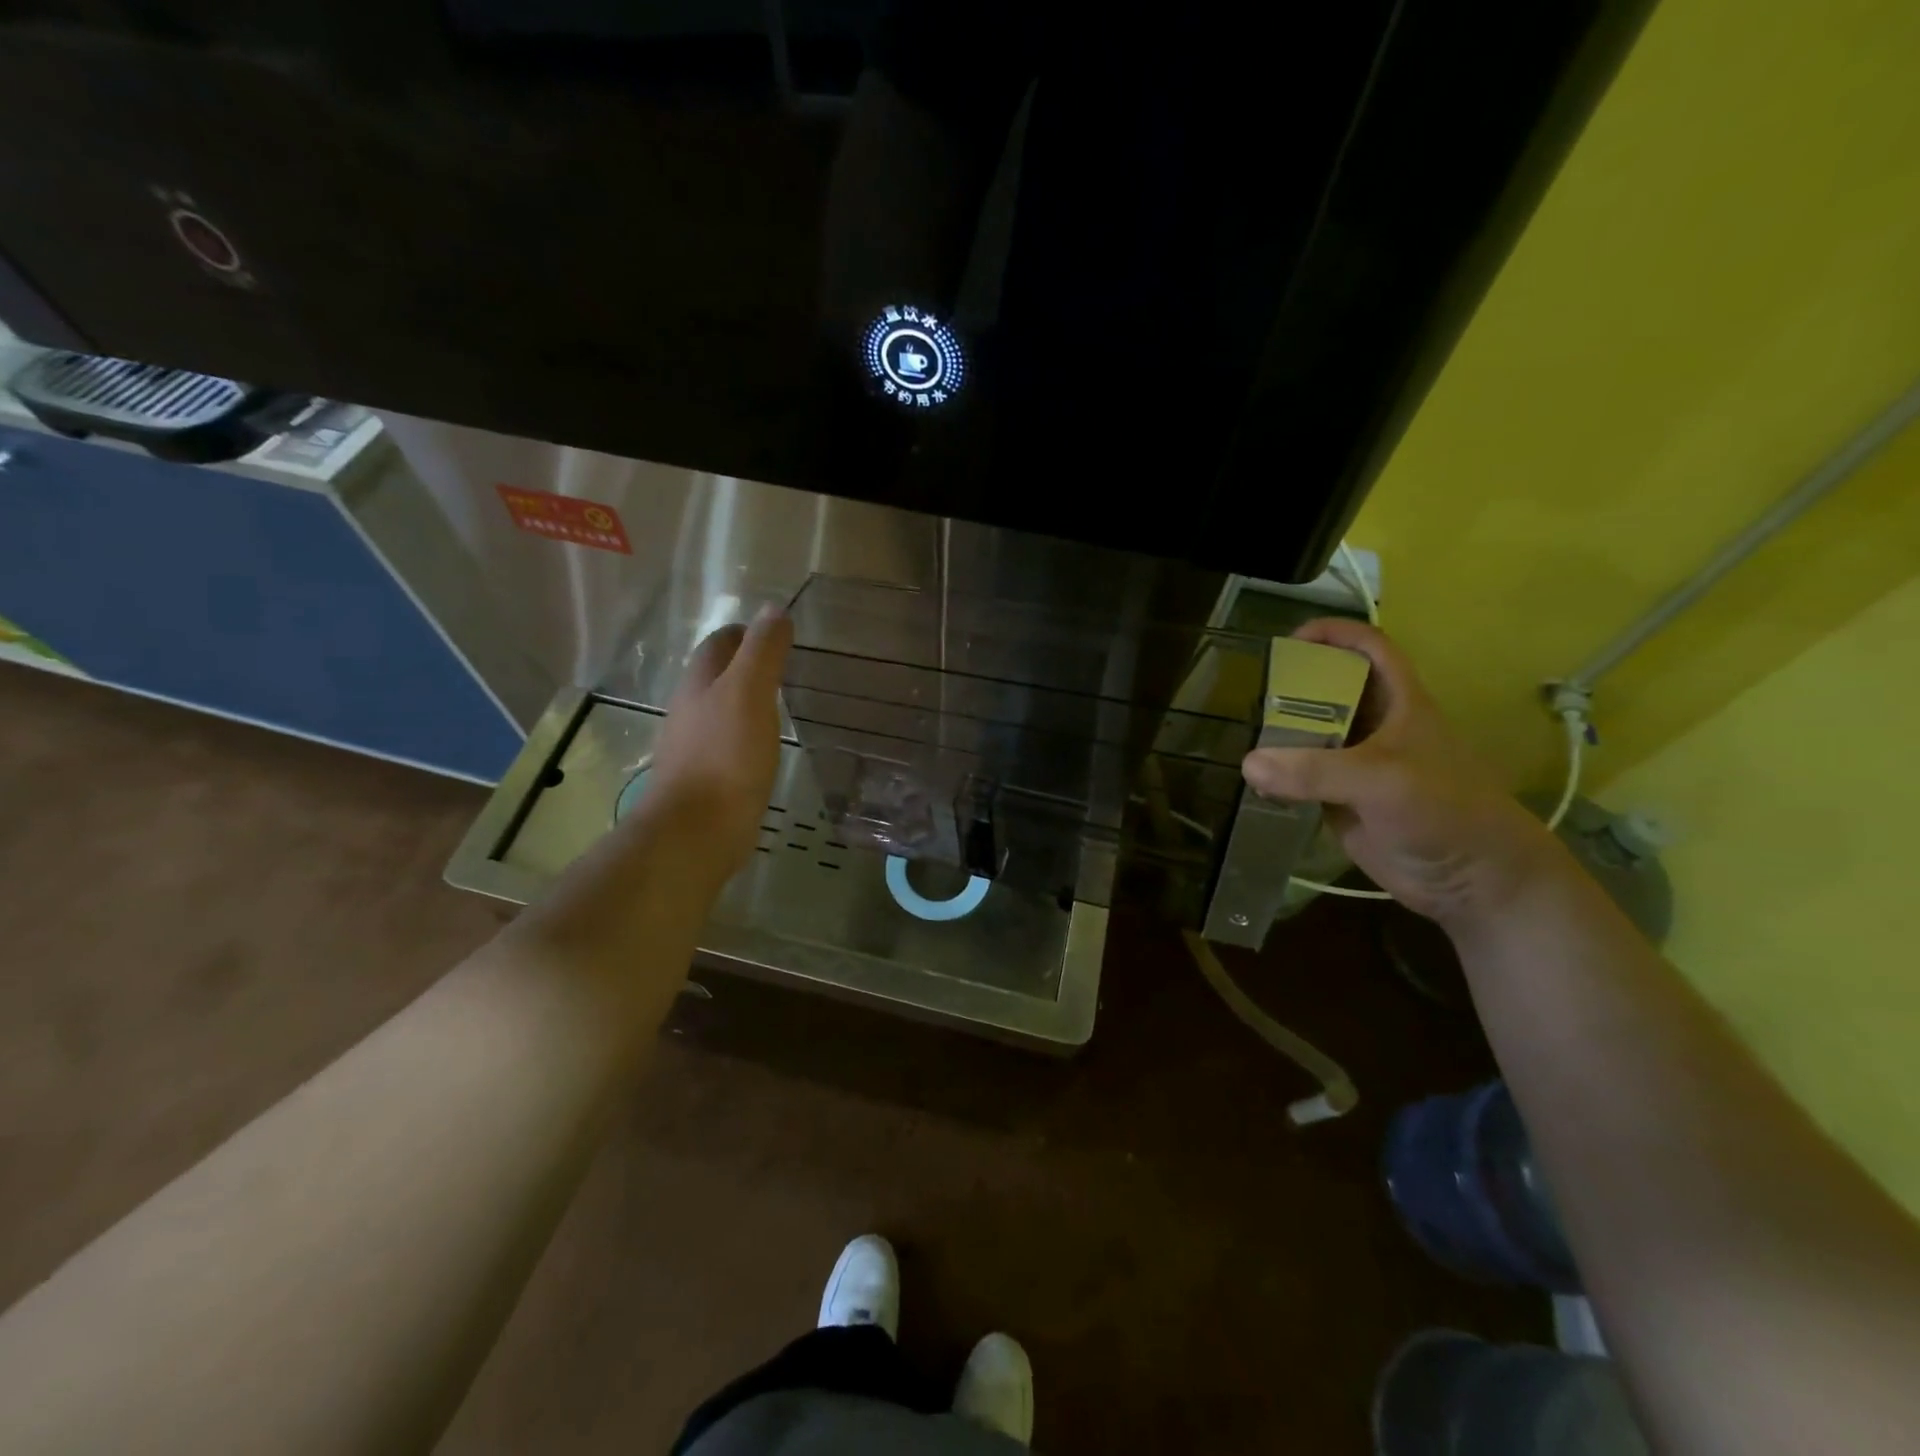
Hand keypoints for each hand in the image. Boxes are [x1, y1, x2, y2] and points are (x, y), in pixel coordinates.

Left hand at [643, 608, 793, 879]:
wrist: (698, 830)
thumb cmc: (726, 755)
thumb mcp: (749, 692)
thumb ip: (762, 651)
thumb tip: (772, 610)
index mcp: (698, 684)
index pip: (718, 645)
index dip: (743, 634)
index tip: (772, 632)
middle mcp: (689, 711)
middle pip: (714, 677)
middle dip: (742, 666)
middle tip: (781, 667)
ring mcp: (693, 748)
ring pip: (719, 712)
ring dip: (743, 703)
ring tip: (777, 704)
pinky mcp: (705, 780)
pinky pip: (726, 746)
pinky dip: (744, 736)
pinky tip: (763, 748)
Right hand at [1241, 618, 1565, 929]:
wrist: (1471, 880)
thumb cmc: (1443, 811)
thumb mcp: (1382, 780)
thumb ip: (1316, 770)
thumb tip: (1248, 764)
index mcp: (1399, 703)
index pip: (1369, 649)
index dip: (1335, 634)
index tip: (1290, 638)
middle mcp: (1375, 726)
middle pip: (1329, 689)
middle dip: (1292, 685)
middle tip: (1250, 692)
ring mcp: (1355, 764)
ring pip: (1310, 734)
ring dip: (1279, 732)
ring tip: (1240, 730)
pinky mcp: (1340, 799)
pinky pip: (1301, 776)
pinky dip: (1277, 774)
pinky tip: (1251, 777)